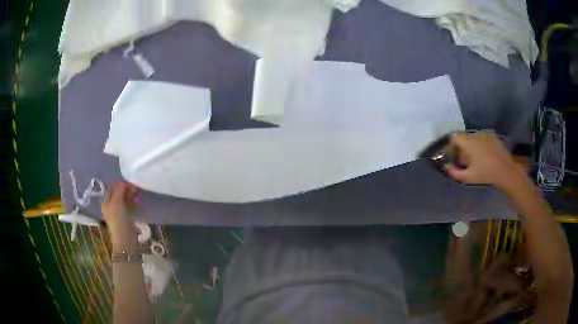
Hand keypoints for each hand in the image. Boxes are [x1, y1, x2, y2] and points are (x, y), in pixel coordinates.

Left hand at [101, 181, 139, 249]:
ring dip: (131, 195)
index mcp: (106, 201)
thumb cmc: (118, 220)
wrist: (125, 239)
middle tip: (136, 190)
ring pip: (125, 198)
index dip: (121, 184)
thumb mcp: (116, 203)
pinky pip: (129, 205)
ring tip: (139, 196)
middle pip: (119, 192)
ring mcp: (118, 211)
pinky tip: (138, 202)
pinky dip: (133, 202)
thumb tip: (124, 182)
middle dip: (127, 189)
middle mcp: (111, 205)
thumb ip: (119, 190)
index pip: (113, 187)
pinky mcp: (126, 216)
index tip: (131, 184)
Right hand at [444, 132, 525, 189]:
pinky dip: (481, 145)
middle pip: (464, 138)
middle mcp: (475, 135)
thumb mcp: (468, 177)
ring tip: (476, 159)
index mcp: (468, 143)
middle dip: (462, 148)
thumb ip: (454, 172)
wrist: (506, 171)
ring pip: (474, 138)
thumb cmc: (486, 174)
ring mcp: (485, 134)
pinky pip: (482, 139)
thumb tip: (446, 166)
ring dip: (472, 147)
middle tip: (465, 161)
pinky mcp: (493, 136)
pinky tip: (485, 156)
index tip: (454, 156)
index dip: (452, 146)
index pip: (454, 137)